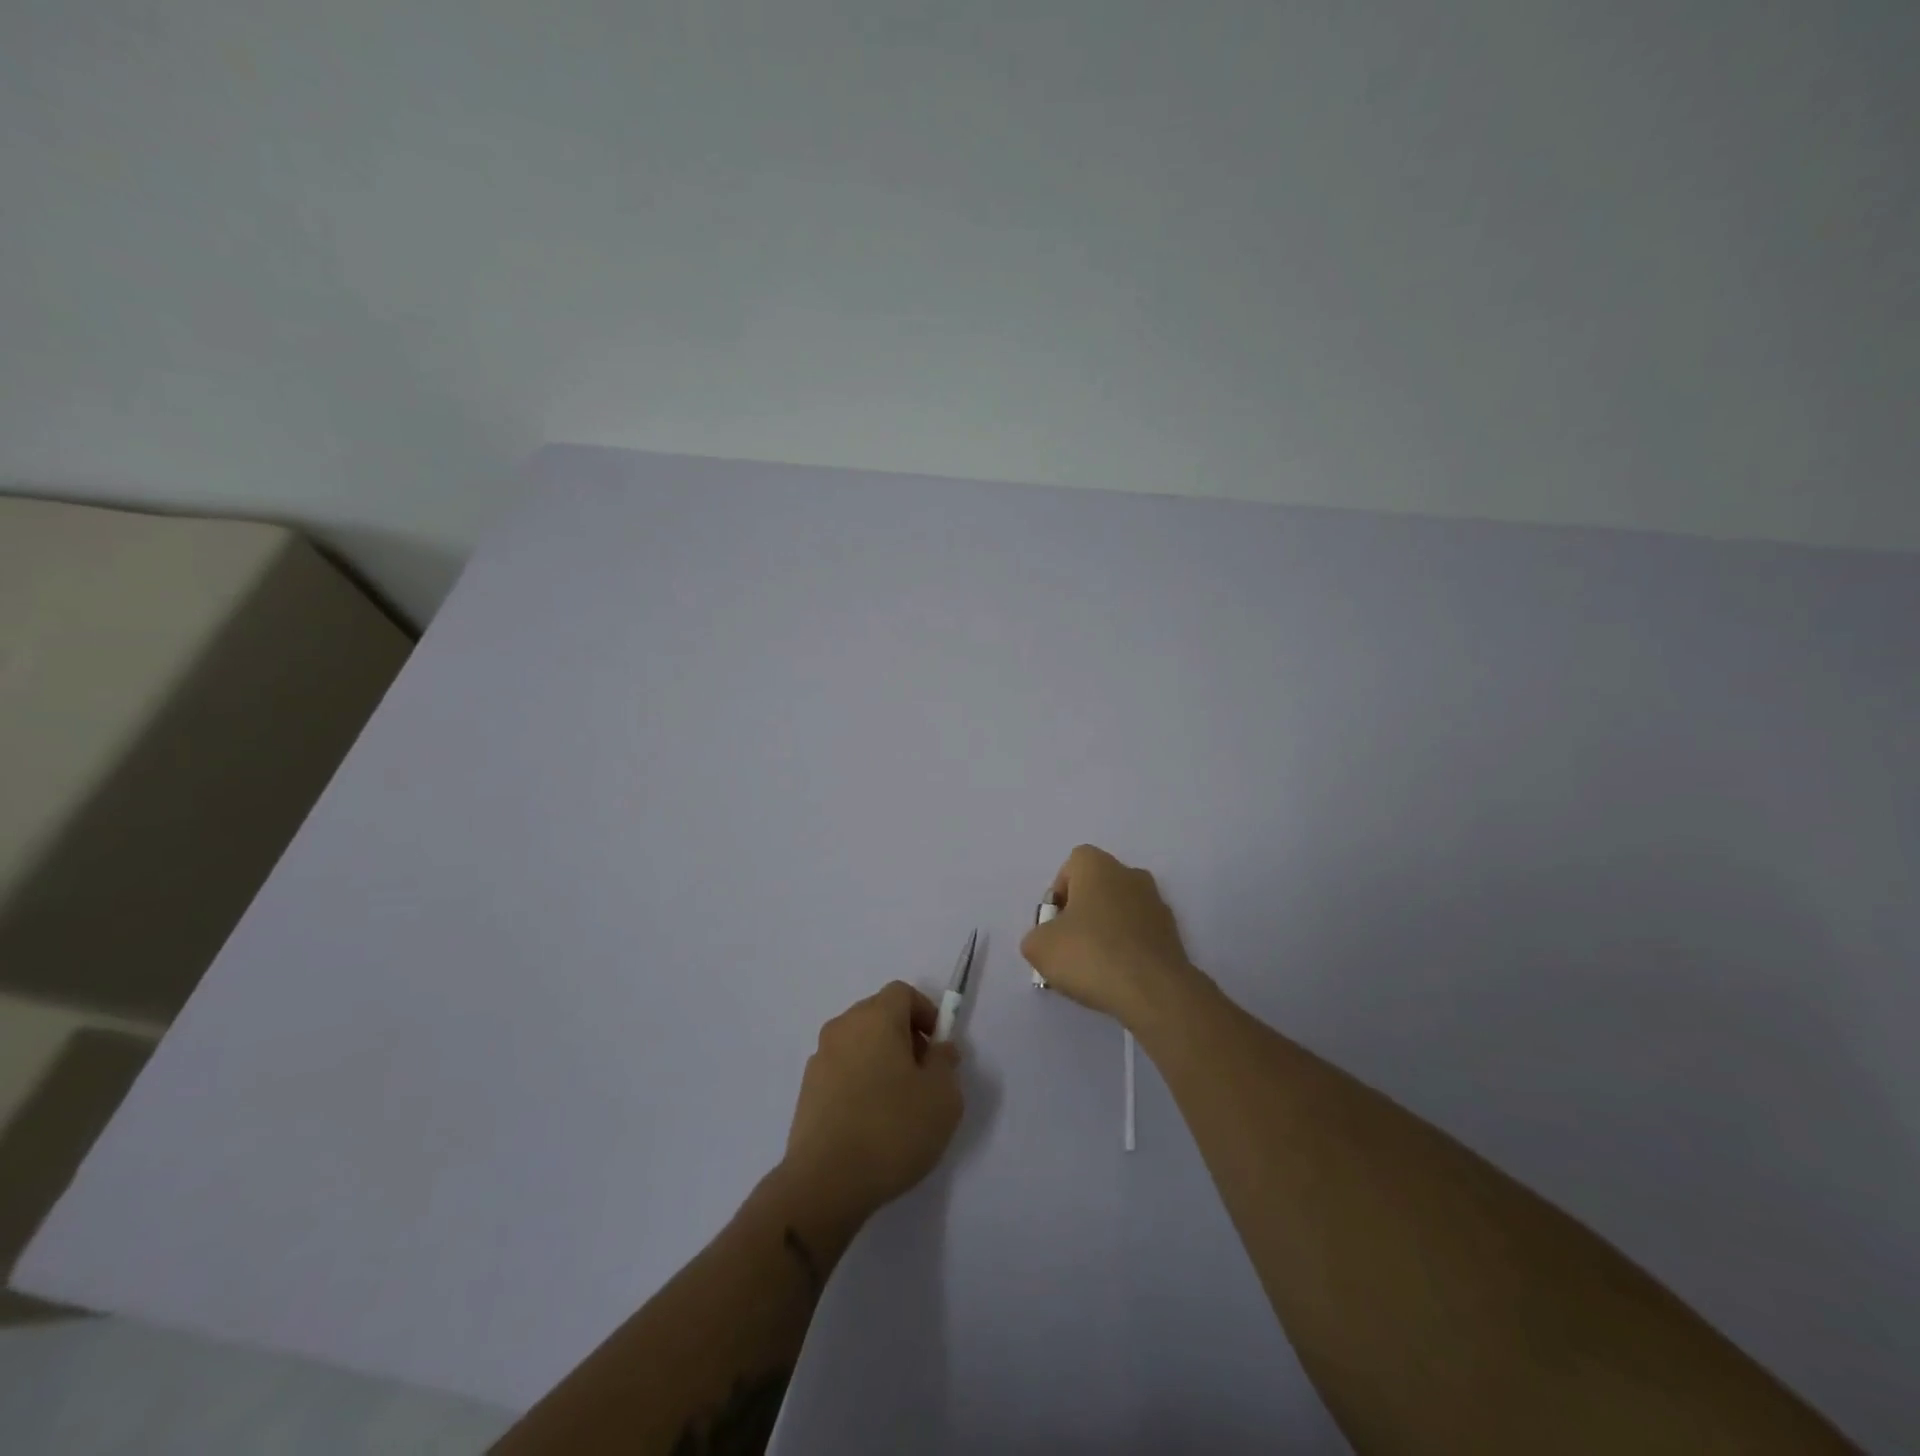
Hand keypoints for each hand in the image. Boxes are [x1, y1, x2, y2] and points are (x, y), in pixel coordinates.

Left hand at [782, 982, 964, 1231]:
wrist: (825, 1182)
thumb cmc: (892, 1129)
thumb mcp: (943, 1097)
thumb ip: (945, 1063)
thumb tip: (938, 1049)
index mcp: (876, 1017)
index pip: (902, 992)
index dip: (925, 1012)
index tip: (939, 1048)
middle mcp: (843, 1027)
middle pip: (879, 1014)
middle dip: (905, 1035)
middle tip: (923, 1074)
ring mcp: (820, 1058)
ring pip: (859, 1042)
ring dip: (881, 1058)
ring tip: (898, 1102)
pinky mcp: (807, 1089)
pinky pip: (842, 1069)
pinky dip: (860, 1081)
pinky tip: (871, 1121)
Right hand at [1021, 844, 1204, 1031]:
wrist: (1153, 991)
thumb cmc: (1091, 955)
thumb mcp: (1039, 947)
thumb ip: (1036, 936)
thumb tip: (1048, 940)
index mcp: (1099, 867)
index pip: (1073, 864)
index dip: (1059, 892)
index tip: (1055, 923)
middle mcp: (1131, 875)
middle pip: (1098, 887)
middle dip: (1082, 912)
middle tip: (1070, 946)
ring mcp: (1156, 904)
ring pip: (1120, 911)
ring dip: (1106, 931)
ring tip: (1094, 968)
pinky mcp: (1172, 934)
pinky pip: (1139, 934)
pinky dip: (1127, 949)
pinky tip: (1117, 977)